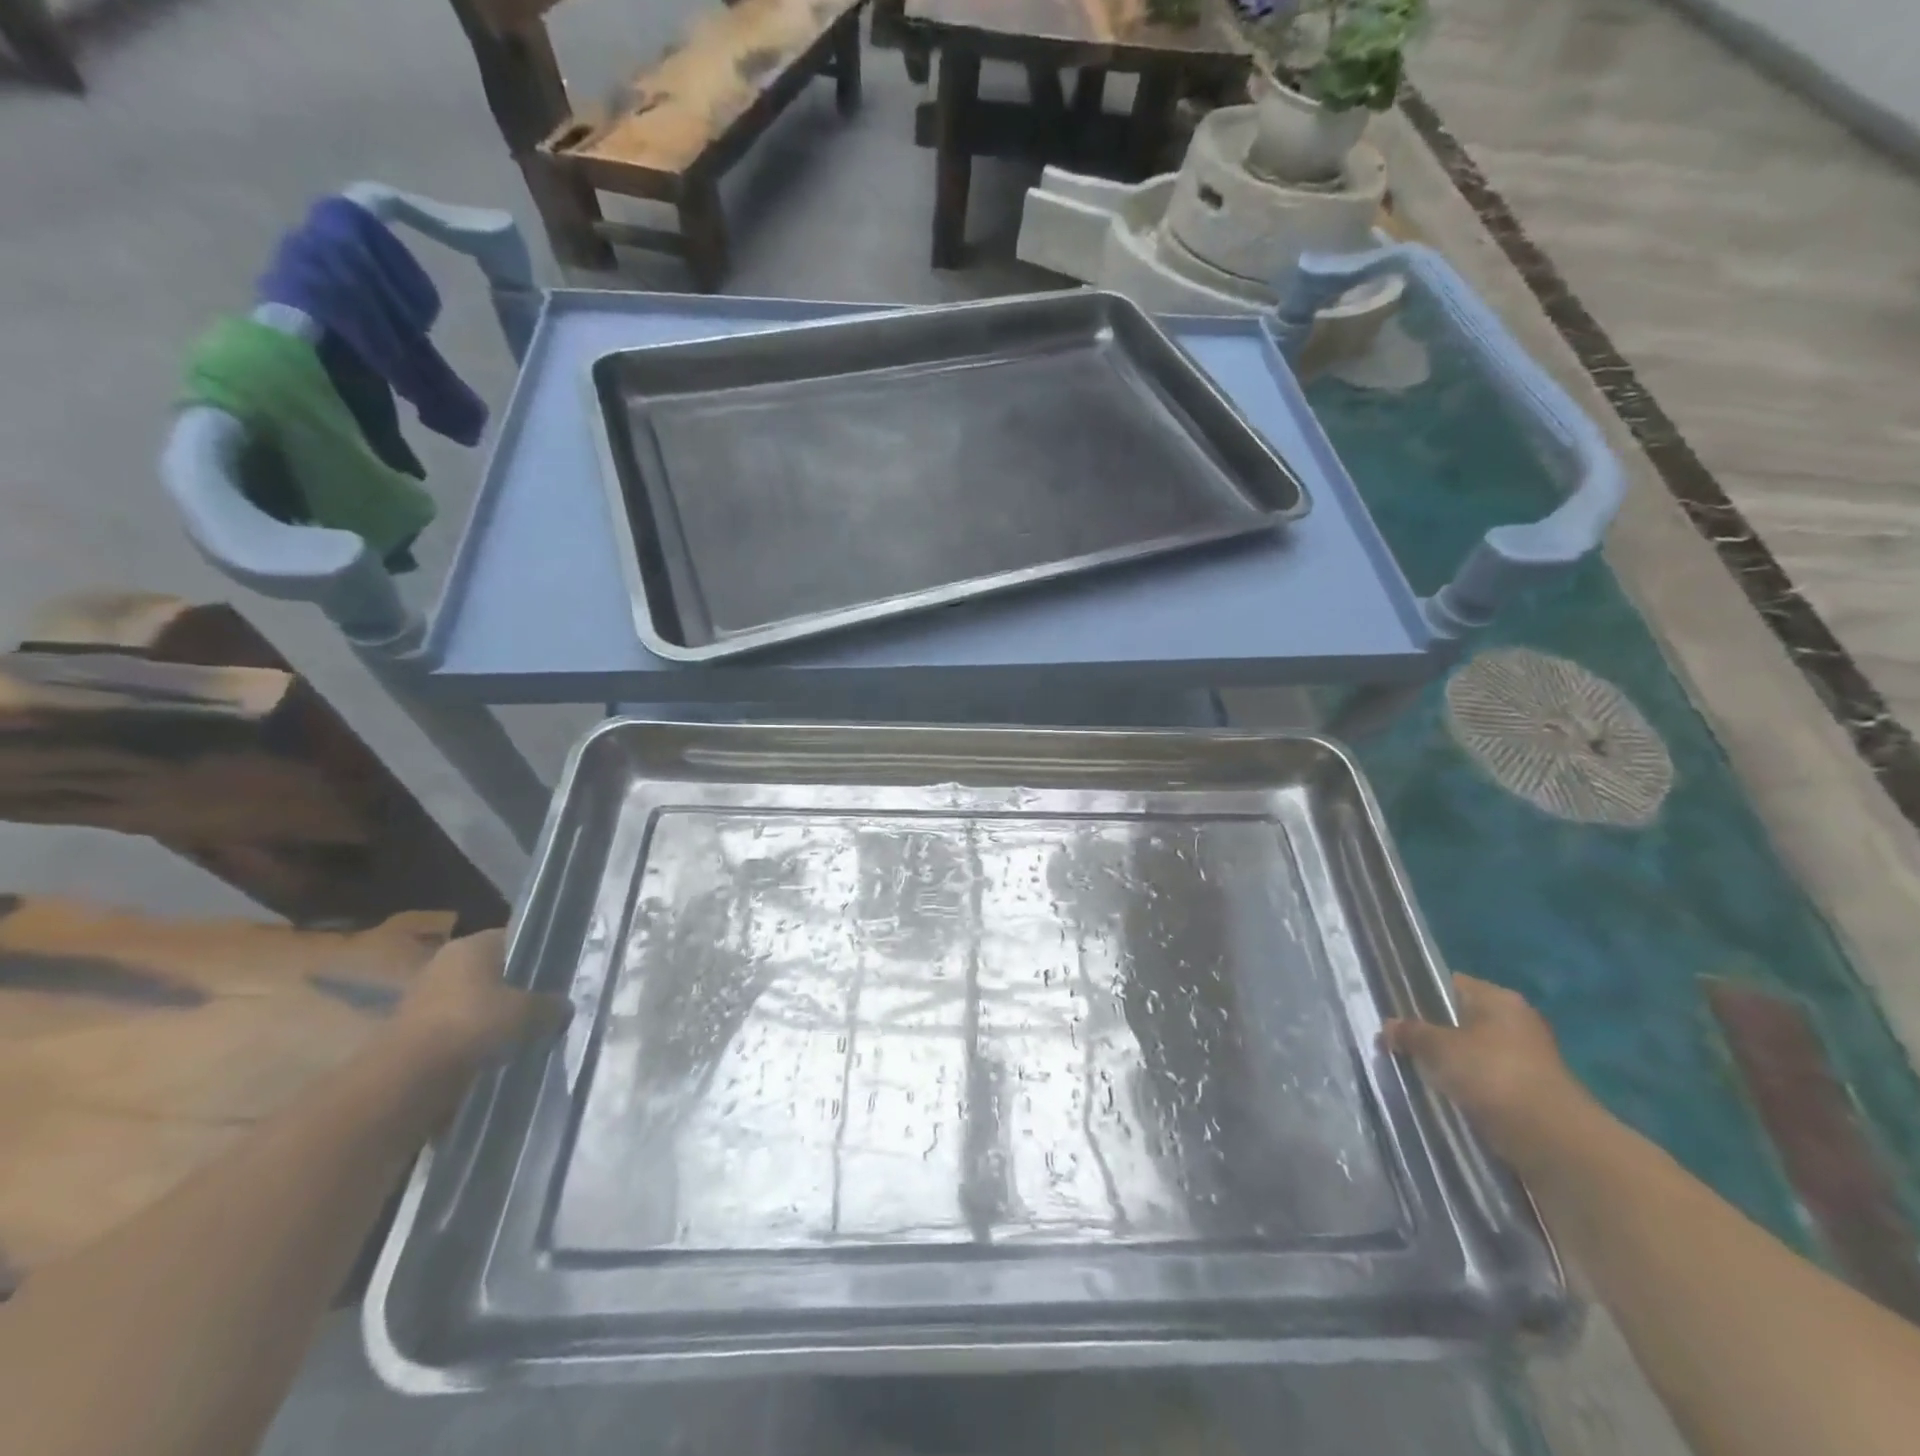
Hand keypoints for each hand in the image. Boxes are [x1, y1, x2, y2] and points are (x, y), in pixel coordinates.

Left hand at [392, 929, 569, 1073]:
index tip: (557, 972)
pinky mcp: (414, 1031)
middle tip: (544, 1003)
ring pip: (474, 1000)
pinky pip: (457, 1027)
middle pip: (492, 970)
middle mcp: (446, 962)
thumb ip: (552, 1006)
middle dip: (515, 987)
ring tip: (522, 1033)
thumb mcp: (531, 1013)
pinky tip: (495, 1052)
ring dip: (493, 1015)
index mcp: (474, 944)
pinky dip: (474, 1038)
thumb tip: (565, 1007)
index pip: (513, 938)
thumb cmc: (475, 1024)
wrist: (410, 1077)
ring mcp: (424, 997)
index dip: (537, 954)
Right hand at [1383, 974, 1588, 1163]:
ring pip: (1472, 1054)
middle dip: (1431, 1033)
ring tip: (1414, 1072)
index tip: (1391, 1011)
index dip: (1418, 995)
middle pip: (1460, 1020)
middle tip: (1397, 1043)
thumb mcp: (1438, 1048)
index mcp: (1498, 999)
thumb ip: (1410, 1033)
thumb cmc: (1493, 1076)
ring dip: (1448, 1064)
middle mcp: (1516, 1023)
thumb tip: (1387, 1026)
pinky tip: (1443, 1096)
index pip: (1449, 985)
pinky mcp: (1530, 1094)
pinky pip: (1485, 1082)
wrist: (1554, 1141)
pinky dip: (1466, 1088)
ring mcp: (1526, 1060)